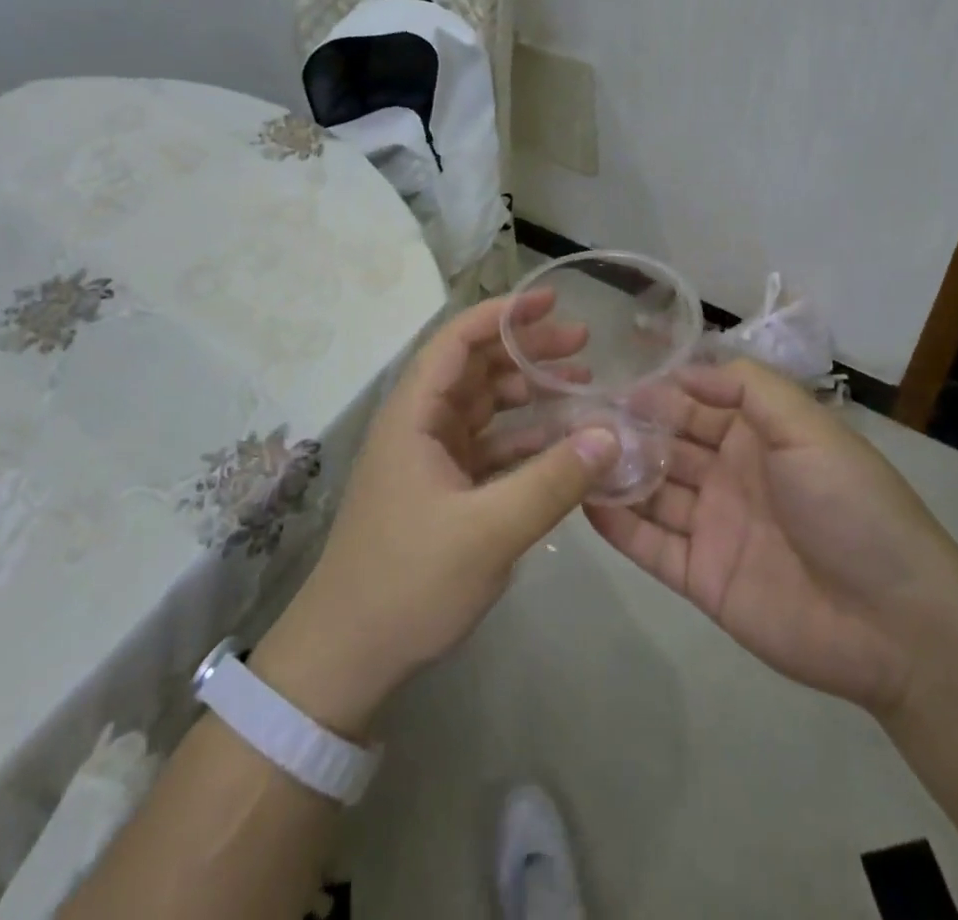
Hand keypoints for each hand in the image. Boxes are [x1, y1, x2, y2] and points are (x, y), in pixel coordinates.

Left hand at [249, 291, 618, 734]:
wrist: (347, 656)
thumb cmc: (408, 581)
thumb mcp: (488, 531)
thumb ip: (552, 481)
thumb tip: (610, 434)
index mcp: (414, 415)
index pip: (457, 341)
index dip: (503, 314)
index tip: (552, 301)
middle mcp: (420, 425)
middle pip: (477, 368)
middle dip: (527, 350)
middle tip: (584, 345)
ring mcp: (431, 458)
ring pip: (486, 407)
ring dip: (530, 394)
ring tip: (583, 388)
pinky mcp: (443, 490)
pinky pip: (491, 447)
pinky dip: (526, 439)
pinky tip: (564, 445)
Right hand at [587, 358, 957, 717]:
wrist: (895, 623)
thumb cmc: (851, 507)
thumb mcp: (808, 428)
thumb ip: (751, 387)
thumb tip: (686, 367)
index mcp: (758, 437)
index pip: (697, 401)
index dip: (659, 389)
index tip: (612, 377)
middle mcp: (729, 474)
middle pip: (667, 443)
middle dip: (628, 427)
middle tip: (575, 414)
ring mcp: (712, 526)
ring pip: (652, 490)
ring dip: (616, 470)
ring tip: (568, 451)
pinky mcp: (700, 576)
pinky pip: (649, 545)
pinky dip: (617, 524)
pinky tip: (583, 500)